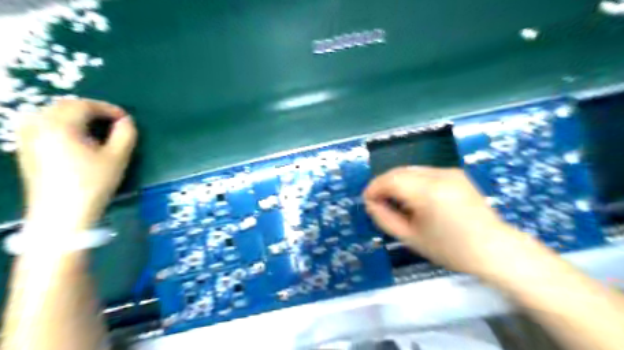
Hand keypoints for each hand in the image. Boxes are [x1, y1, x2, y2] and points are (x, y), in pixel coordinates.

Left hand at [17, 100, 136, 233]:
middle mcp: (38, 125)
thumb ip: (126, 134)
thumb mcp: (117, 158)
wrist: (62, 213)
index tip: (126, 119)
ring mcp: (28, 137)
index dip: (109, 109)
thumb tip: (127, 121)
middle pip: (65, 106)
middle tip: (112, 122)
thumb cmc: (93, 184)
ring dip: (75, 115)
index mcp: (60, 125)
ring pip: (51, 113)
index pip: (85, 105)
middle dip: (91, 110)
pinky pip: (42, 125)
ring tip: (95, 128)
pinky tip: (74, 137)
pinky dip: (61, 124)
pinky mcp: (26, 149)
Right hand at [363, 167, 521, 275]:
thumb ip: (385, 218)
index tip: (367, 201)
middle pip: (399, 171)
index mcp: (428, 192)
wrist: (494, 249)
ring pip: (410, 169)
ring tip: (394, 201)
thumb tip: (370, 203)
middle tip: (378, 202)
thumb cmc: (451, 249)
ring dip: (396, 181)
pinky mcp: (455, 172)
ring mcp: (449, 171)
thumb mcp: (411, 238)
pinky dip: (411, 181)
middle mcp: (439, 174)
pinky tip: (413, 197)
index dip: (374, 188)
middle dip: (383, 184)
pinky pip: (424, 172)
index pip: (390, 180)